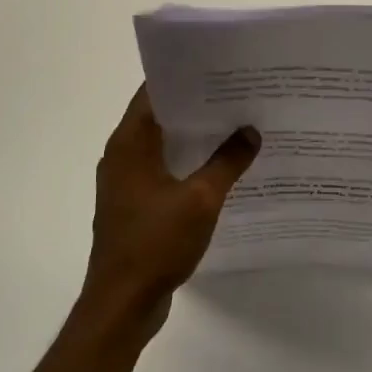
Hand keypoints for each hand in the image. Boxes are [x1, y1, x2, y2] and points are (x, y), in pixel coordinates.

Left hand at [83, 87, 259, 338]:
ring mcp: (126, 182)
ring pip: (162, 146)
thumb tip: (250, 131)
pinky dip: (187, 164)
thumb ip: (227, 162)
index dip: (185, 77)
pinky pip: (163, 171)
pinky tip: (220, 169)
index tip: (219, 67)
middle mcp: (122, 155)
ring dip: (194, 137)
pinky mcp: (134, 205)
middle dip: (197, 106)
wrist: (122, 304)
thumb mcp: (201, 199)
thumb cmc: (155, 243)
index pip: (154, 92)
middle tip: (238, 94)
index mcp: (130, 143)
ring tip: (235, 125)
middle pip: (160, 117)